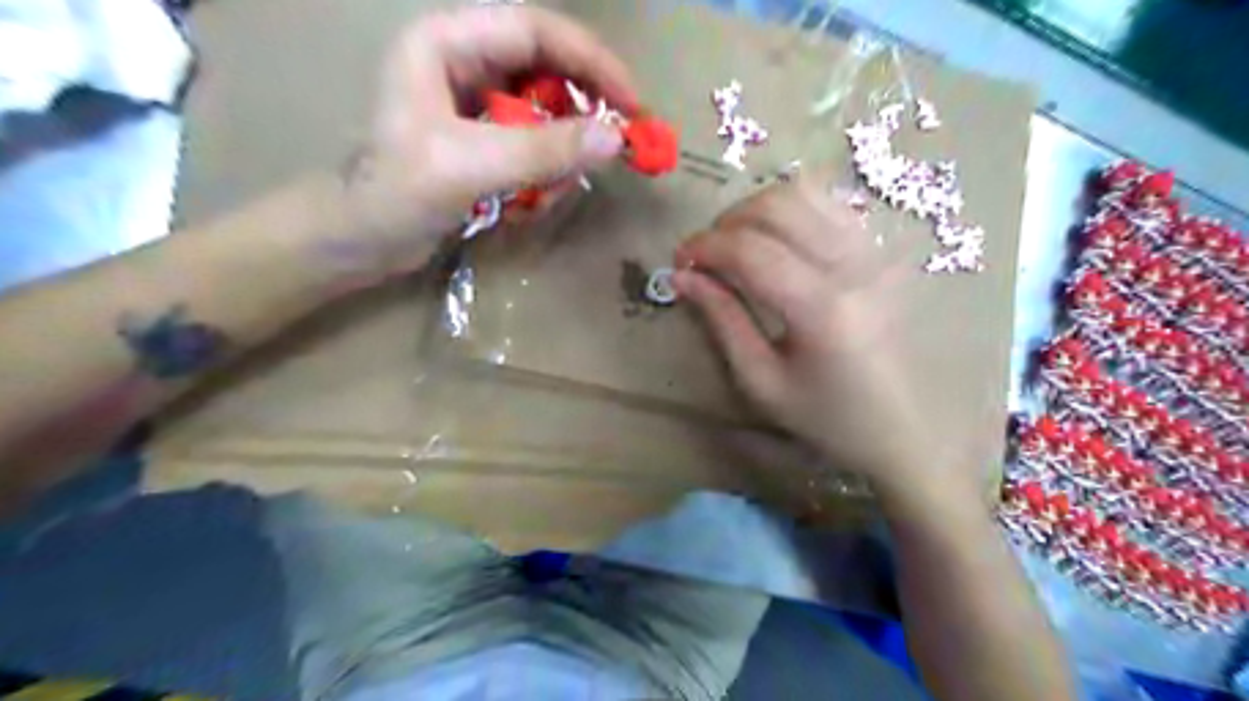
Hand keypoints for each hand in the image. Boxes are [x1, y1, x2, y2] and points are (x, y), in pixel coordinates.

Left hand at [339, 3, 635, 282]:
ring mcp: (473, 101)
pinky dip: (543, 171)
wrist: (362, 243)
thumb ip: (545, 150)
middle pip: (545, 68)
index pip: (536, 31)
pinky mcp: (481, 137)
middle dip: (581, 111)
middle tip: (615, 146)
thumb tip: (617, 139)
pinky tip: (530, 201)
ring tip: (551, 191)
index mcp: (446, 42)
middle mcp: (462, 61)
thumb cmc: (399, 195)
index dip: (591, 61)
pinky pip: (532, 142)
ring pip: (543, 110)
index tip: (632, 103)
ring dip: (559, 153)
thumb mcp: (473, 167)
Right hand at [675, 179, 935, 492]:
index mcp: (821, 309)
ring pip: (805, 192)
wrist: (905, 428)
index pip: (750, 251)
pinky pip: (830, 203)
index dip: (705, 247)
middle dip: (726, 222)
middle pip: (776, 207)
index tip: (679, 262)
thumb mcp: (762, 381)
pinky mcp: (880, 251)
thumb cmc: (828, 417)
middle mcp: (852, 267)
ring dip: (757, 208)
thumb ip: (722, 321)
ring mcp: (872, 253)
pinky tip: (776, 238)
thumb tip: (683, 277)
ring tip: (737, 242)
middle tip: (705, 255)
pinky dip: (792, 208)